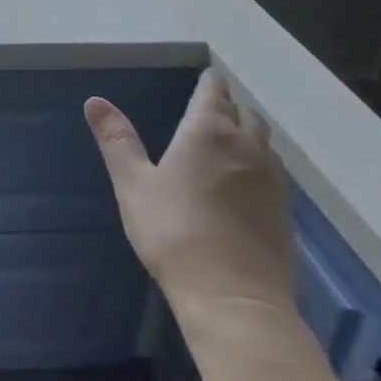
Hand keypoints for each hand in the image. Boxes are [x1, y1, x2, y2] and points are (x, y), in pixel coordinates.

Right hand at [85, 67, 293, 326]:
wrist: (235, 301)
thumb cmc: (175, 233)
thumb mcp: (133, 184)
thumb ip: (117, 140)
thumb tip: (95, 101)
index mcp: (208, 131)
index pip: (214, 92)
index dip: (209, 83)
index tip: (205, 79)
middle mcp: (246, 147)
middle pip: (245, 114)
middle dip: (229, 107)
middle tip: (210, 111)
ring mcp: (273, 181)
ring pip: (264, 143)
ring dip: (248, 135)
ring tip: (228, 143)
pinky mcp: (286, 214)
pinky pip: (274, 174)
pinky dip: (259, 167)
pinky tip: (244, 185)